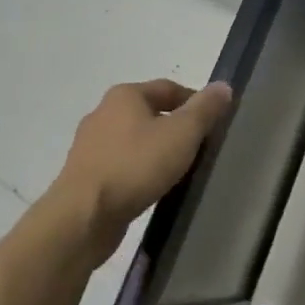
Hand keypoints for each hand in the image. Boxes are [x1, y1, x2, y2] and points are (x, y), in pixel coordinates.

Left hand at [47, 79, 233, 261]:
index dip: (195, 101)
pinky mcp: (84, 177)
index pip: (169, 88)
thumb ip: (205, 109)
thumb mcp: (182, 134)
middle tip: (200, 147)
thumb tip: (223, 86)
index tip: (214, 123)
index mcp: (125, 96)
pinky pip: (121, 166)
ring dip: (156, 151)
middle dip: (175, 127)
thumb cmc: (135, 166)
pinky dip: (139, 172)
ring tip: (179, 170)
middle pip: (150, 113)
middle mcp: (103, 114)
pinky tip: (152, 188)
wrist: (82, 219)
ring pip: (134, 141)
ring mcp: (89, 147)